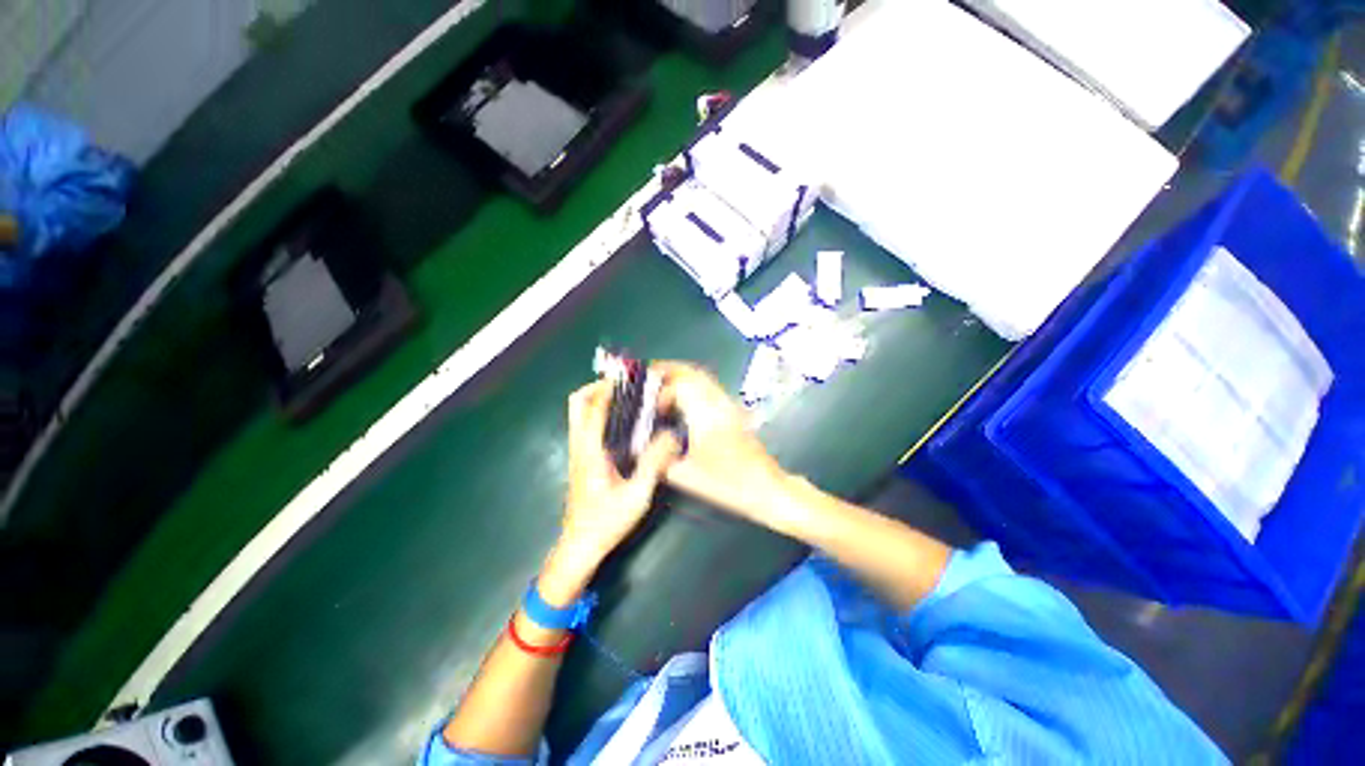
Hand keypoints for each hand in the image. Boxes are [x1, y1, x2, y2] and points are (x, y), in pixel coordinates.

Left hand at [553, 379, 679, 578]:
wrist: (580, 546)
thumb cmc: (607, 521)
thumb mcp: (637, 495)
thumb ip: (654, 464)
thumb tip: (671, 435)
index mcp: (591, 451)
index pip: (595, 408)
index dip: (609, 388)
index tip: (628, 378)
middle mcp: (579, 446)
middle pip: (576, 404)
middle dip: (596, 387)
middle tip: (622, 386)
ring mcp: (577, 453)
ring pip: (578, 414)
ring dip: (596, 399)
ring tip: (624, 398)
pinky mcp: (580, 460)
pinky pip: (584, 426)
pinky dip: (597, 414)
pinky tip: (621, 423)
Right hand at [653, 362, 795, 530]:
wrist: (766, 486)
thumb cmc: (728, 482)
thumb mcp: (687, 476)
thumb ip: (663, 460)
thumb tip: (649, 449)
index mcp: (705, 415)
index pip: (680, 386)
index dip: (662, 393)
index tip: (654, 409)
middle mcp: (718, 403)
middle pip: (694, 373)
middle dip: (671, 370)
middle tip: (652, 374)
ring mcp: (729, 405)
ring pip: (704, 378)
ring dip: (683, 376)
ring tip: (665, 384)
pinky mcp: (735, 411)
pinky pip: (710, 388)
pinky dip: (694, 385)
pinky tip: (685, 399)